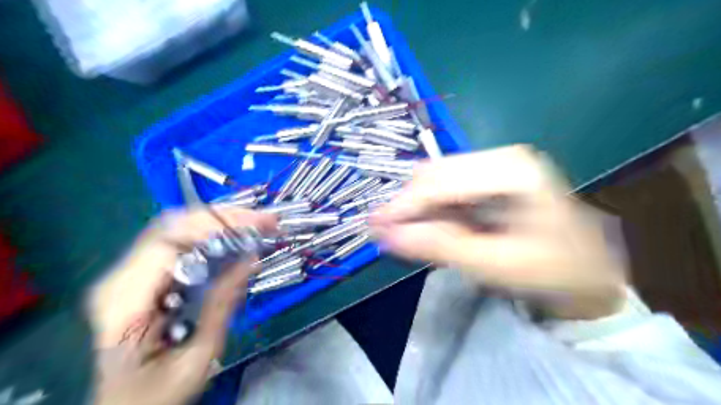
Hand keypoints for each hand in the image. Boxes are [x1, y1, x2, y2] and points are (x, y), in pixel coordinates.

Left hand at [86, 207, 276, 404]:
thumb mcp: (198, 357)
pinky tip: (235, 239)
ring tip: (256, 225)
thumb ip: (222, 305)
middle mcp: (119, 277)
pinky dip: (209, 234)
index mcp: (124, 302)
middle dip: (223, 218)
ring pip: (175, 227)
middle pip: (172, 226)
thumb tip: (251, 258)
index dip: (215, 225)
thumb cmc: (157, 393)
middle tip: (264, 221)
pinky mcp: (141, 273)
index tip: (258, 224)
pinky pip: (177, 241)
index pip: (169, 243)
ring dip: (219, 223)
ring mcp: (127, 272)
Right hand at [375, 146, 629, 318]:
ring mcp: (494, 165)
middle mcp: (500, 157)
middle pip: (435, 174)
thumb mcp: (495, 264)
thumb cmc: (551, 269)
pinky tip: (427, 227)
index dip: (404, 204)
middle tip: (384, 233)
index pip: (441, 180)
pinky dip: (431, 209)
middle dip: (408, 205)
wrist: (586, 270)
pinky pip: (447, 189)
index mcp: (511, 169)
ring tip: (403, 233)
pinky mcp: (488, 179)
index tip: (374, 227)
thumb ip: (440, 246)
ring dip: (417, 207)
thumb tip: (386, 234)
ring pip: (437, 180)